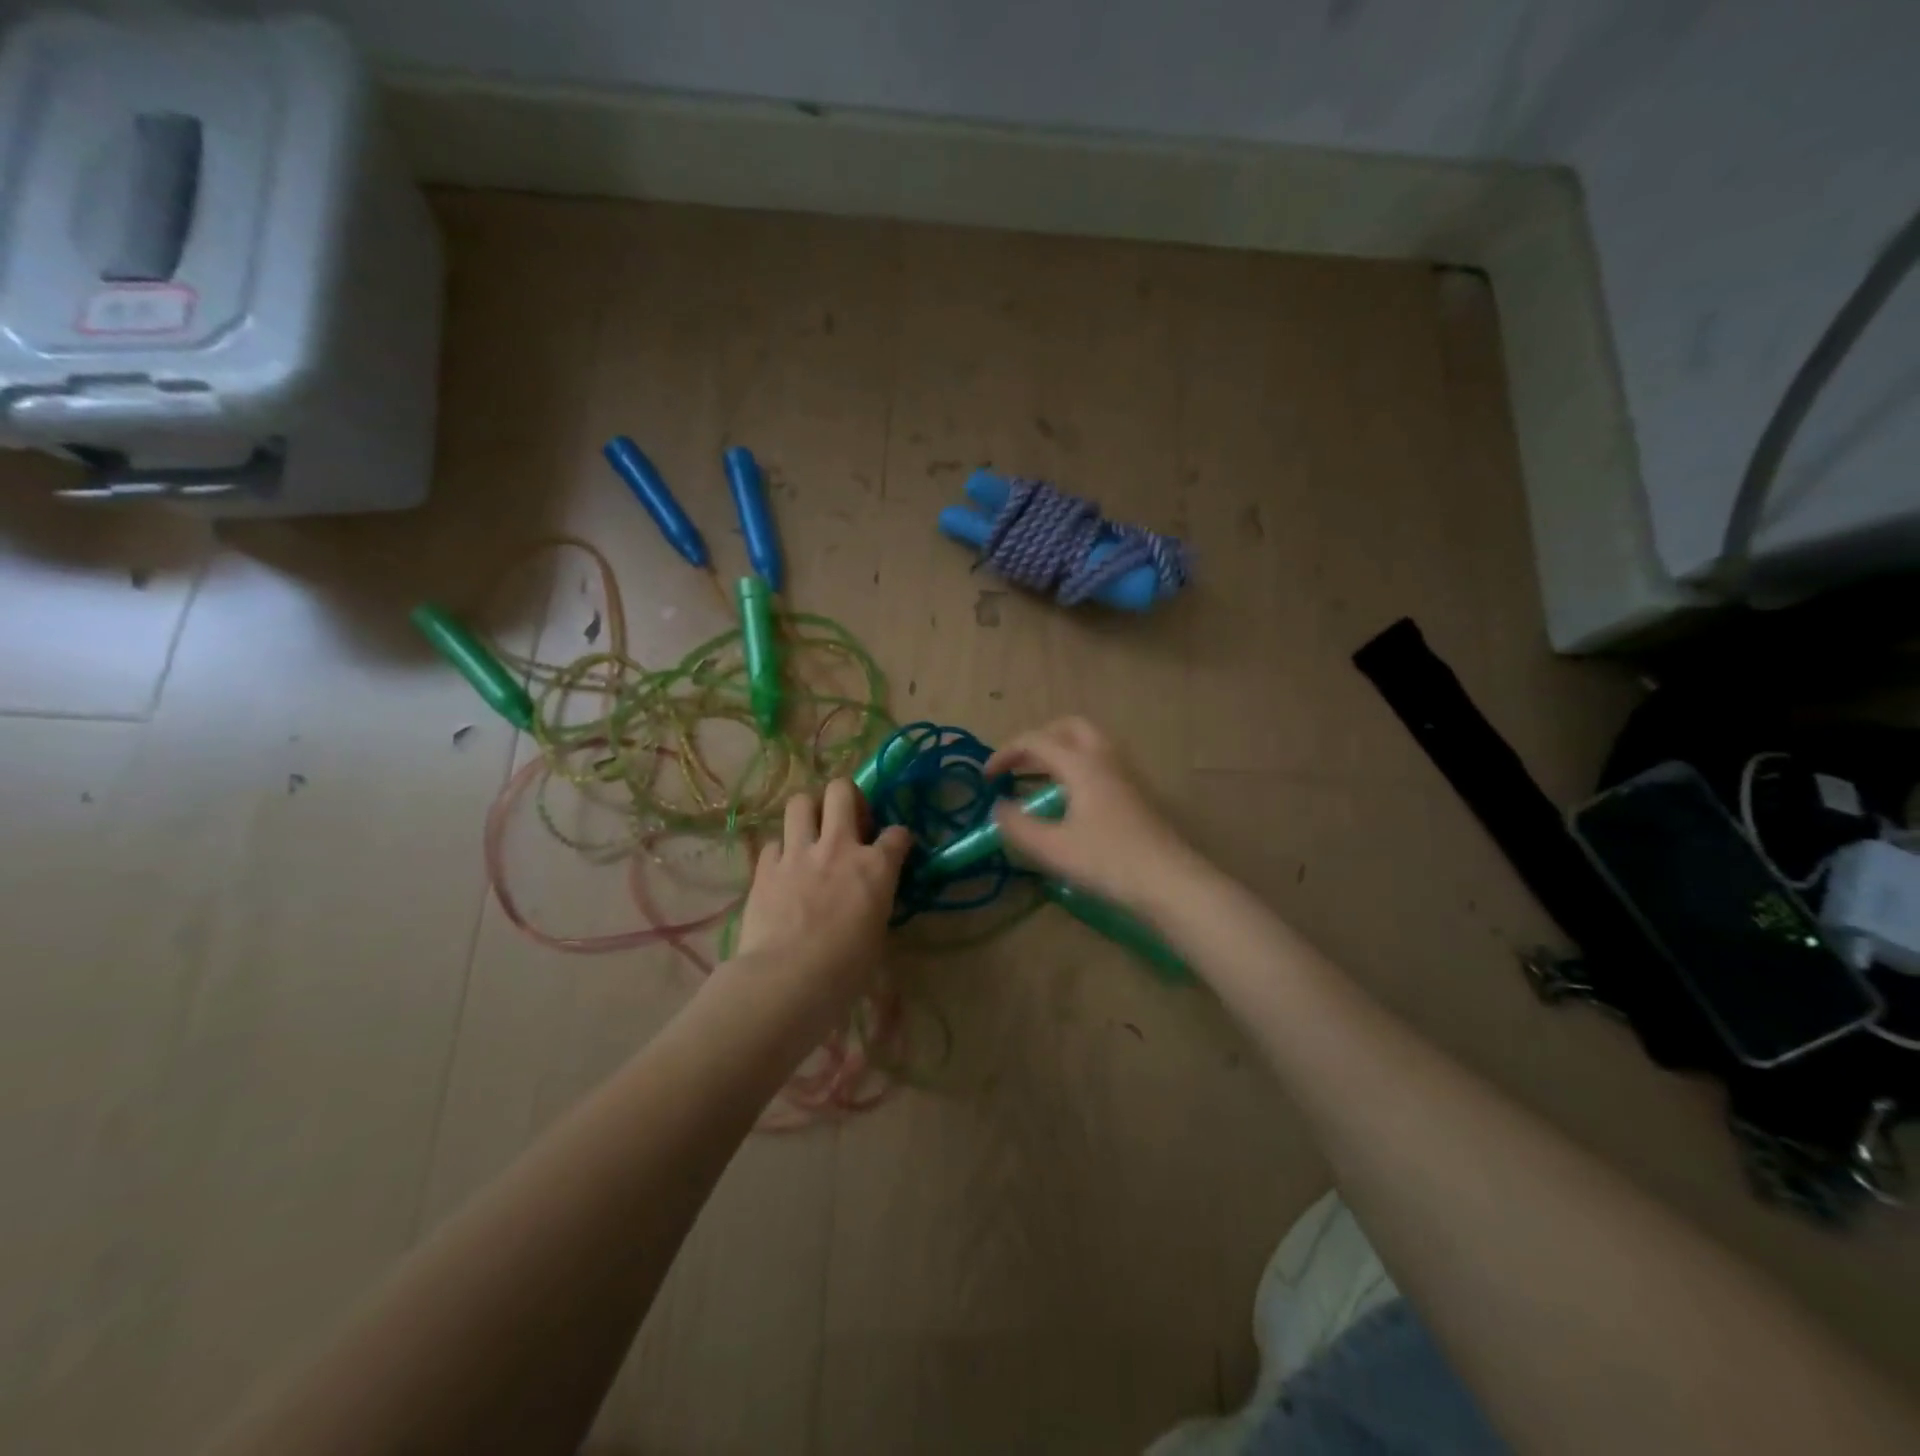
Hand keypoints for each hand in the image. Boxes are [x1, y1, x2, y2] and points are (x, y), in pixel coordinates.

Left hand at [735, 779, 911, 1001]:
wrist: (787, 979)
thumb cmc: (844, 971)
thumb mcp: (876, 935)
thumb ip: (875, 904)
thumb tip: (869, 900)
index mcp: (876, 867)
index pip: (897, 834)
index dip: (898, 838)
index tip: (895, 846)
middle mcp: (839, 847)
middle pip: (842, 791)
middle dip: (848, 796)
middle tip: (848, 818)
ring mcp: (799, 853)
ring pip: (800, 802)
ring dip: (809, 811)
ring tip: (811, 830)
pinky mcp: (766, 867)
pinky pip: (773, 842)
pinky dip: (780, 850)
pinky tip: (783, 867)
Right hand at [984, 717, 1200, 911]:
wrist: (1171, 883)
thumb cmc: (1108, 862)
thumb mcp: (1053, 848)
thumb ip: (1018, 826)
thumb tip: (998, 808)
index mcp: (1082, 765)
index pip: (1036, 741)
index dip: (1005, 753)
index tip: (987, 777)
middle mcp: (1105, 759)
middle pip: (1069, 728)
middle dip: (1038, 740)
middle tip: (1019, 765)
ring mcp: (1126, 775)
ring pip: (1089, 744)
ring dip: (1060, 753)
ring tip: (1039, 782)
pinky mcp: (1137, 794)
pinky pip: (1101, 764)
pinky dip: (1077, 768)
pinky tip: (1069, 802)